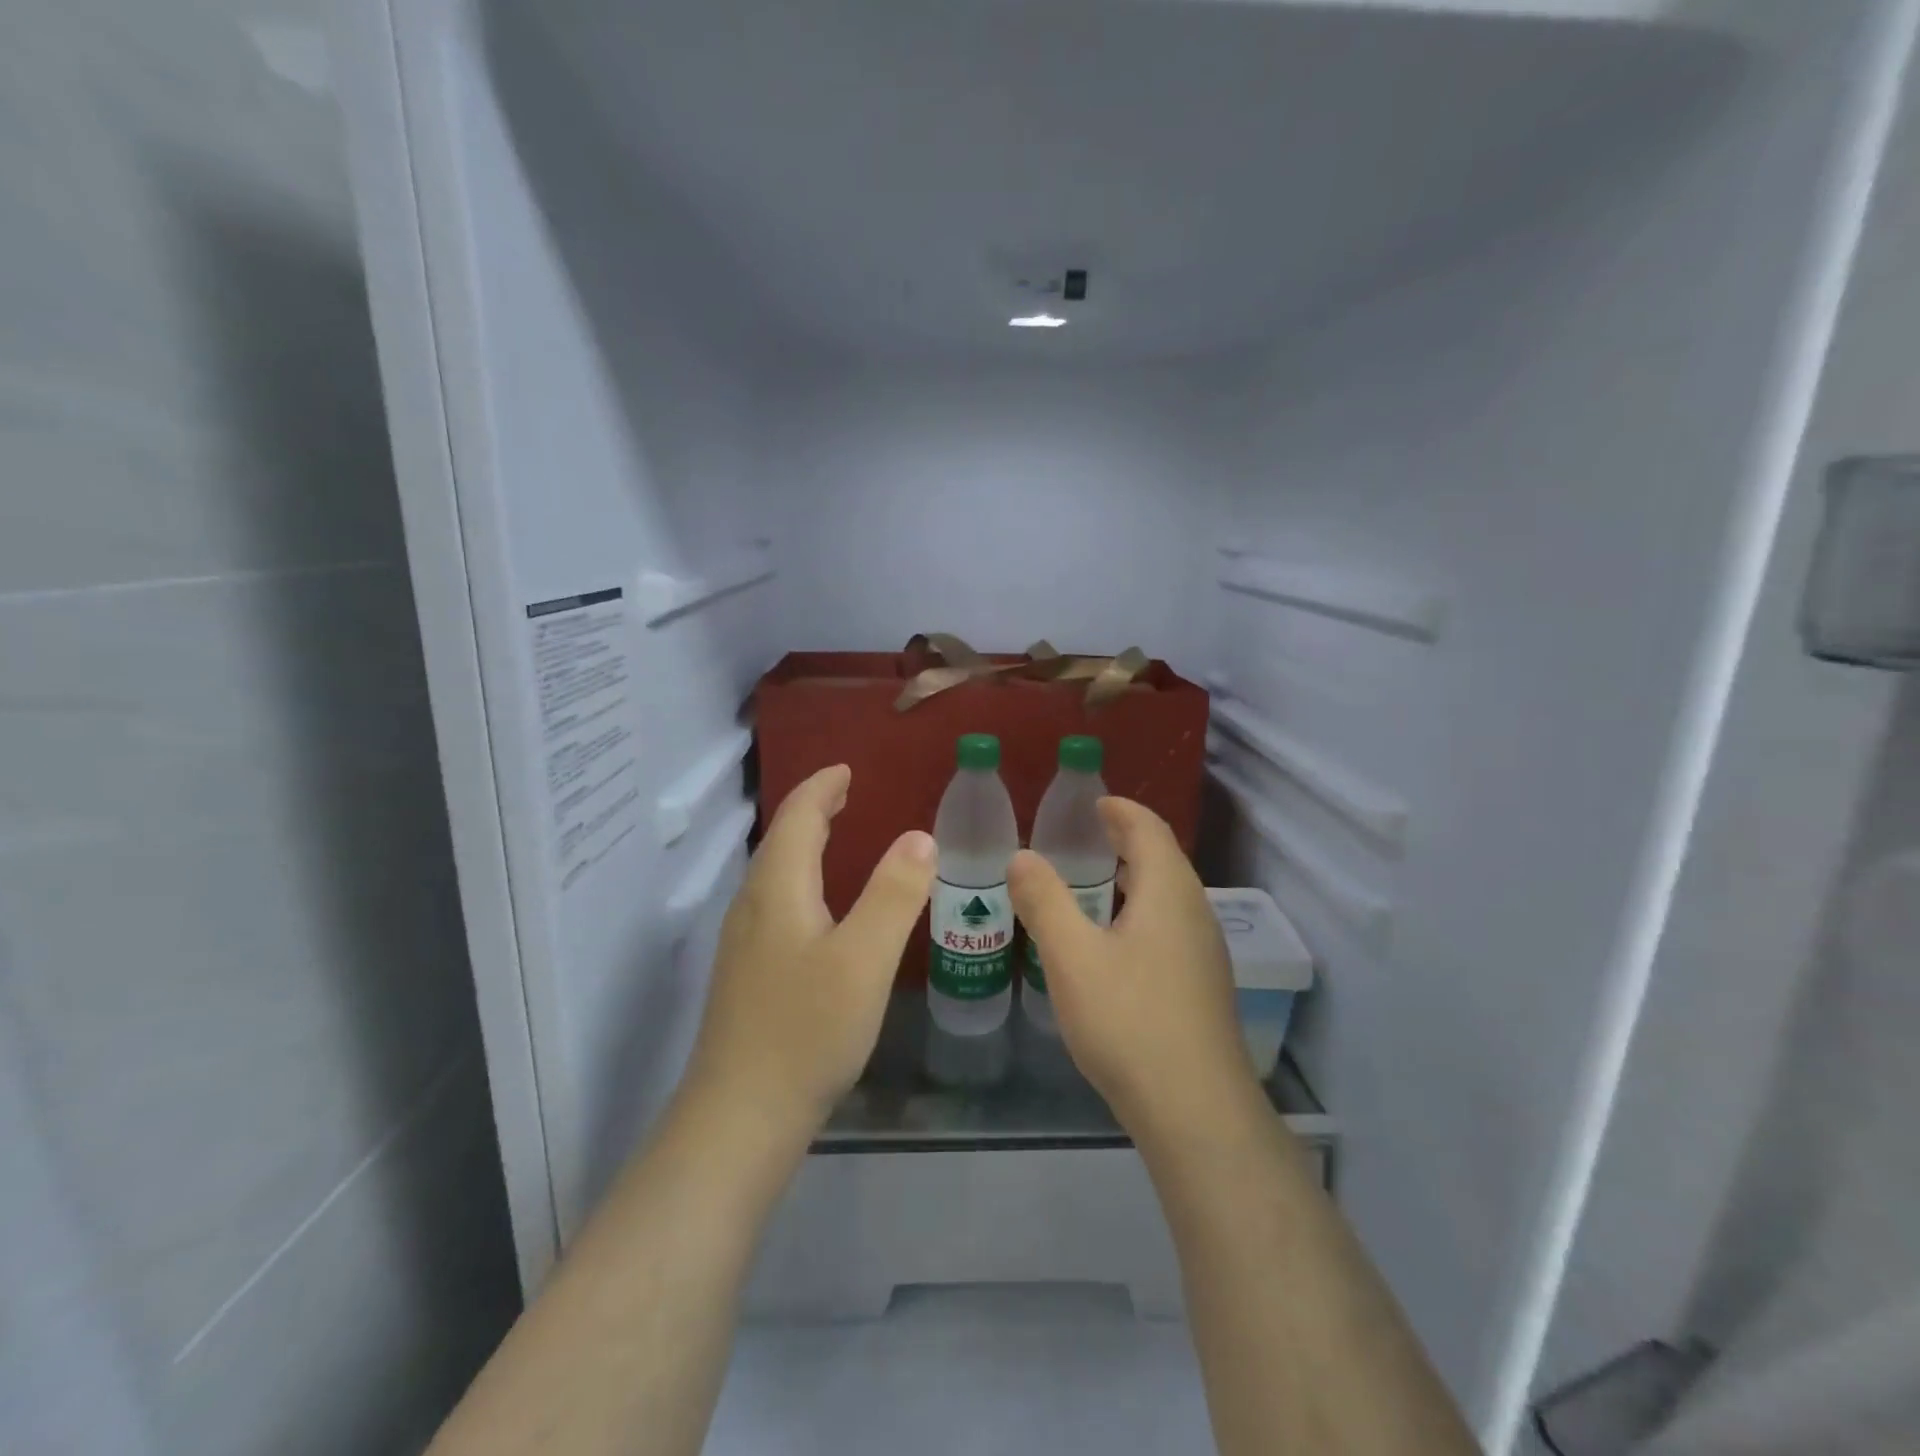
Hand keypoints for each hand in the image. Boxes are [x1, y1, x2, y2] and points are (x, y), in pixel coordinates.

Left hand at [686, 765, 935, 1140]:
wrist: (739, 1118)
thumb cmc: (807, 1031)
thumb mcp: (863, 959)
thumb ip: (894, 893)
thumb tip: (919, 837)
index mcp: (777, 890)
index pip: (796, 817)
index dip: (821, 787)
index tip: (847, 769)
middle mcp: (752, 906)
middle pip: (779, 840)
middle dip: (812, 810)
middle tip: (846, 793)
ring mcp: (743, 943)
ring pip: (774, 873)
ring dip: (804, 844)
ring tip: (836, 836)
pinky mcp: (746, 975)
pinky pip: (775, 902)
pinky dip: (801, 879)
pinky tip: (820, 908)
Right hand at [1009, 798, 1254, 1137]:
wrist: (1195, 1110)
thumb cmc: (1129, 1020)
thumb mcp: (1071, 956)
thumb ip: (1044, 900)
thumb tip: (1022, 856)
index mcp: (1169, 891)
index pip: (1148, 828)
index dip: (1119, 810)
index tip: (1089, 803)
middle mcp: (1195, 912)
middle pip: (1162, 858)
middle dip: (1124, 841)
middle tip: (1080, 838)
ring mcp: (1204, 951)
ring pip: (1167, 896)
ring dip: (1132, 879)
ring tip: (1090, 884)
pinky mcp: (1201, 985)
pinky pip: (1168, 926)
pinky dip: (1138, 912)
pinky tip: (1110, 943)